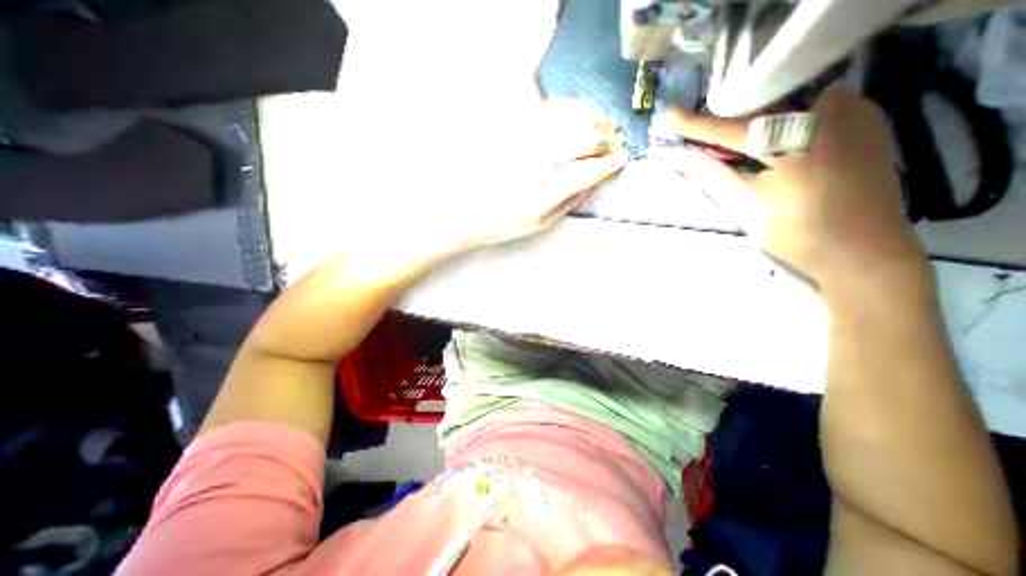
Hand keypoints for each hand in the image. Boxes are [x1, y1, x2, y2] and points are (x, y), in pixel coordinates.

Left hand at [332, 103, 628, 283]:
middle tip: (616, 140)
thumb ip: (570, 200)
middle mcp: (538, 160)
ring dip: (591, 119)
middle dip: (606, 138)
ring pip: (568, 118)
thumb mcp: (541, 223)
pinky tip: (576, 113)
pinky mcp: (509, 127)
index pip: (591, 169)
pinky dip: (568, 109)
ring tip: (603, 125)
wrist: (460, 211)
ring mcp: (523, 140)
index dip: (610, 162)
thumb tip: (594, 181)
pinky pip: (546, 110)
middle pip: (584, 139)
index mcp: (547, 190)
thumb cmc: (501, 224)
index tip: (621, 159)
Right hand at [672, 90, 935, 296]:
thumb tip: (686, 156)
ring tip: (726, 135)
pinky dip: (780, 122)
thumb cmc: (798, 235)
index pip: (735, 127)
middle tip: (698, 127)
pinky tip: (764, 138)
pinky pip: (810, 111)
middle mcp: (835, 112)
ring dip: (753, 120)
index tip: (670, 115)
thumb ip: (715, 176)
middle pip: (764, 107)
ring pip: (787, 106)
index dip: (698, 123)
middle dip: (727, 118)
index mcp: (801, 141)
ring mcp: (856, 112)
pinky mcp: (866, 121)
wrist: (864, 253)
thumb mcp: (747, 207)